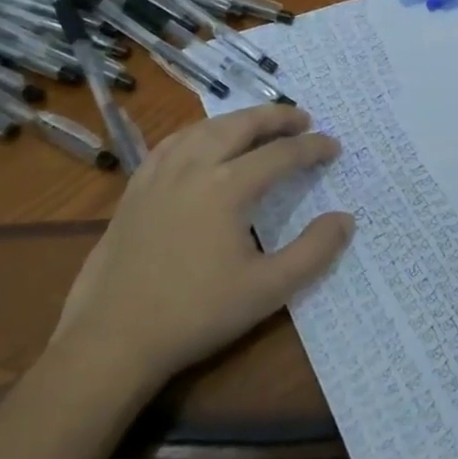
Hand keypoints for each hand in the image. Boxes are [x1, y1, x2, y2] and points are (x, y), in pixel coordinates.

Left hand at [52, 105, 352, 394]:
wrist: (112, 341)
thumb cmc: (195, 314)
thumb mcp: (267, 290)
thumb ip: (313, 252)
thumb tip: (345, 219)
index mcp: (227, 187)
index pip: (281, 154)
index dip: (312, 148)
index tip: (334, 146)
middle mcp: (194, 168)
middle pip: (241, 125)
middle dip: (276, 118)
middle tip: (303, 119)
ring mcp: (159, 175)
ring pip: (205, 128)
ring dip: (238, 120)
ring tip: (258, 124)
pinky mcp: (135, 190)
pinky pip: (172, 144)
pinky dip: (198, 133)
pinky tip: (201, 142)